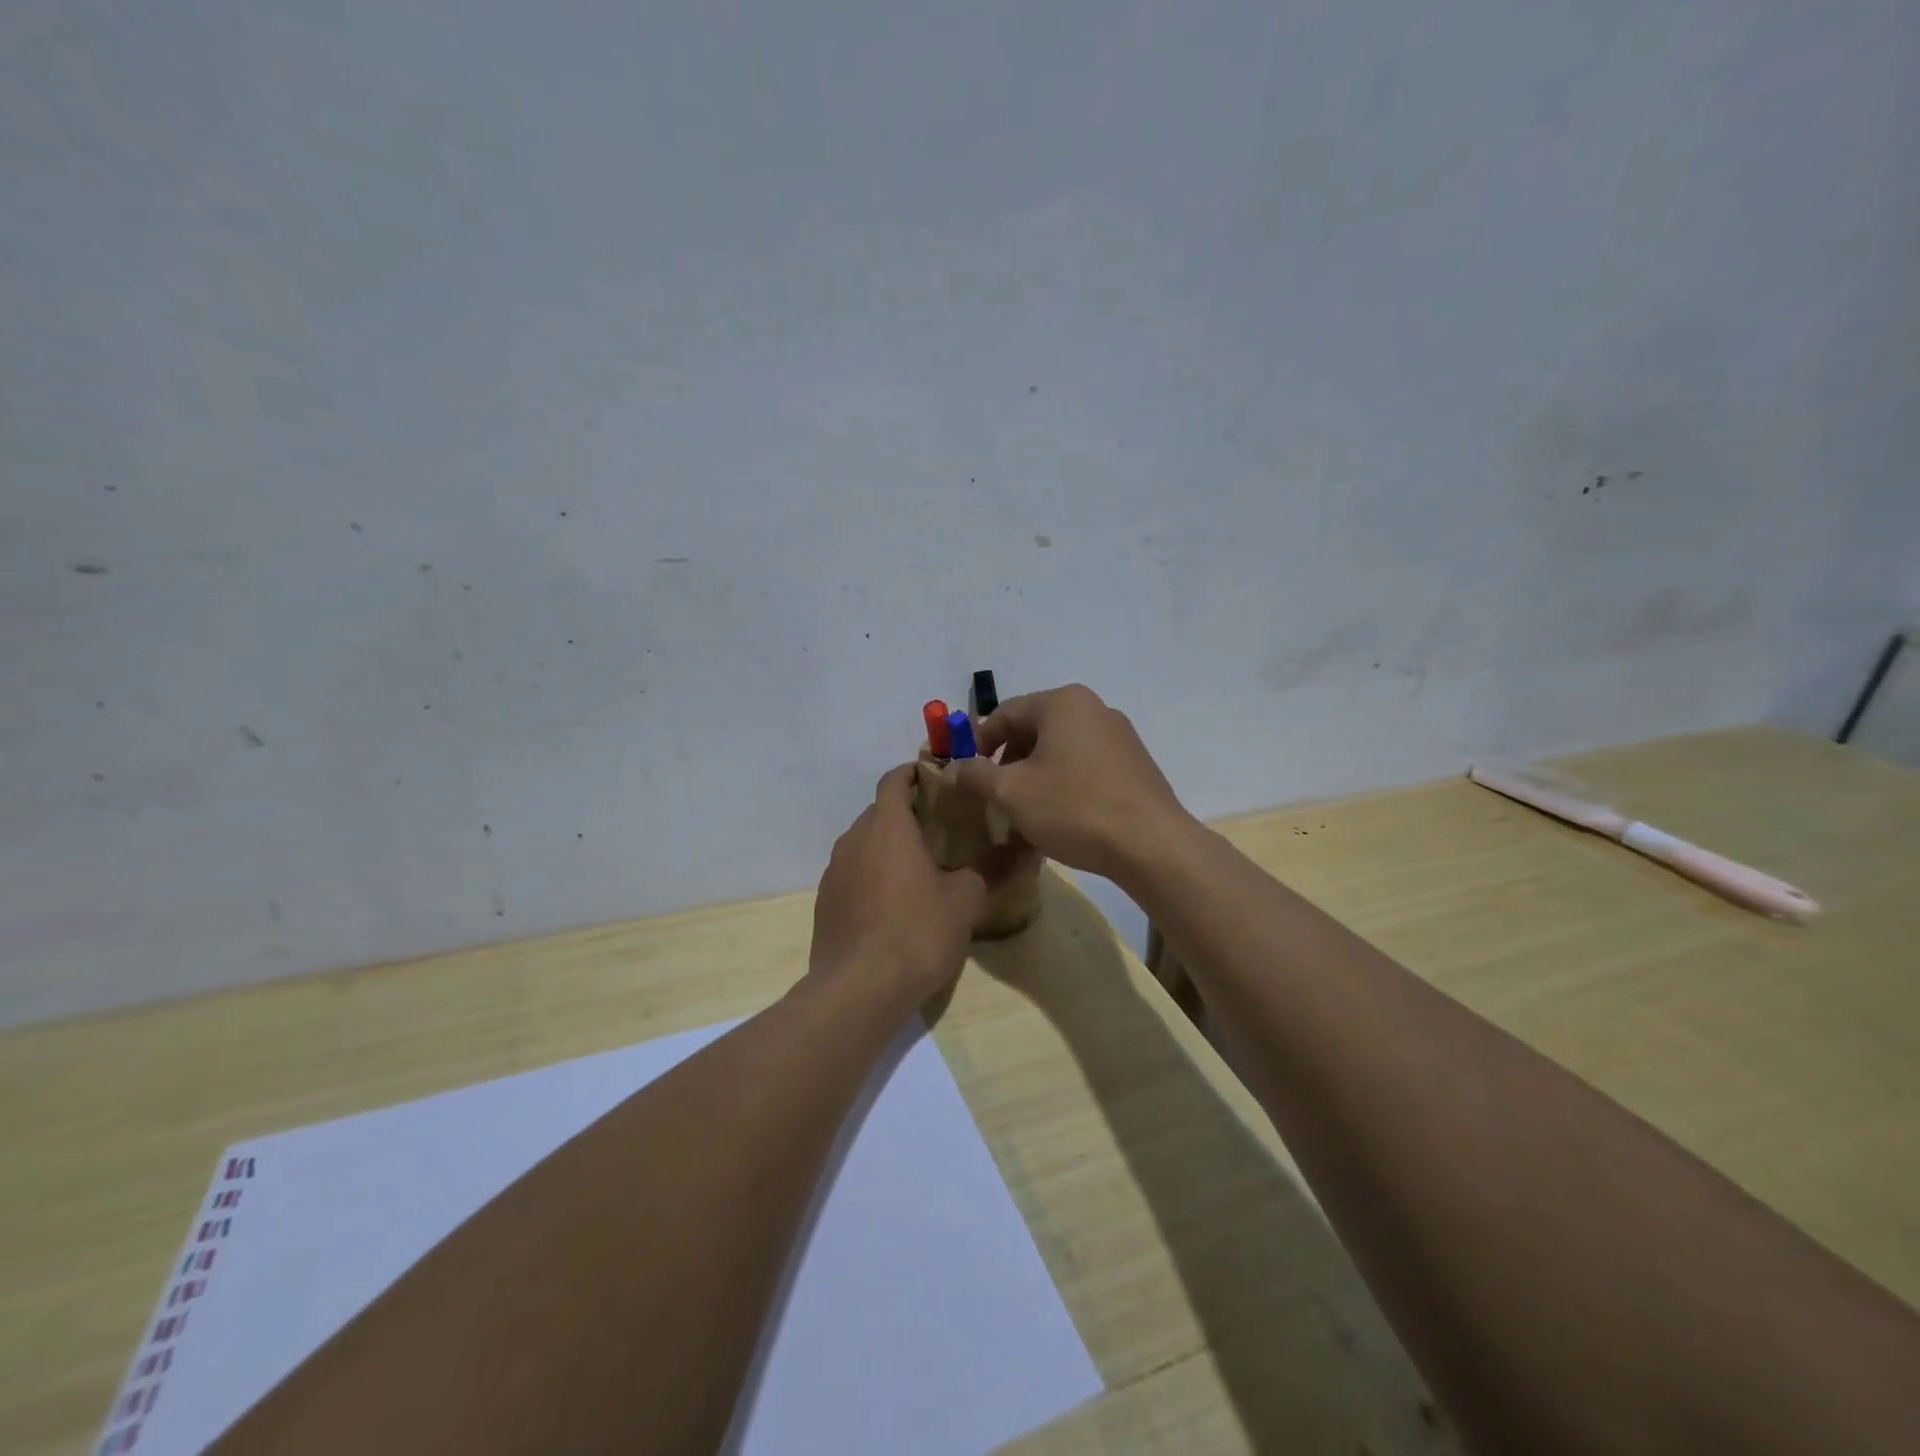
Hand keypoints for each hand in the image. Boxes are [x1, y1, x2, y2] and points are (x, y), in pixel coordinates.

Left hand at [810, 765, 987, 1007]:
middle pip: (880, 811)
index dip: (915, 773)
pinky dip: (872, 874)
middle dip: (907, 813)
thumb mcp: (965, 900)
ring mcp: (835, 870)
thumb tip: (1021, 848)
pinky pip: (853, 872)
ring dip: (888, 846)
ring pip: (864, 843)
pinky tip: (893, 904)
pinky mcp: (825, 901)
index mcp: (887, 826)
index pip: (894, 779)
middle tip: (941, 830)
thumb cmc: (917, 932)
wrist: (858, 989)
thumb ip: (991, 868)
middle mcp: (854, 838)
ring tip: (920, 868)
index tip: (939, 780)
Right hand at [952, 684, 1191, 882]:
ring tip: (1025, 808)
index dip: (978, 742)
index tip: (966, 773)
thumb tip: (954, 766)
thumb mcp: (1012, 792)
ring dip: (1036, 772)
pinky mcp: (1135, 762)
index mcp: (1063, 702)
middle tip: (994, 793)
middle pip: (1034, 727)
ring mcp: (1120, 734)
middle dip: (1008, 759)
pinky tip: (1061, 813)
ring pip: (1060, 747)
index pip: (1005, 712)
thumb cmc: (1074, 808)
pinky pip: (1086, 763)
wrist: (1150, 844)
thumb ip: (975, 774)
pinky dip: (1064, 780)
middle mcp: (1094, 707)